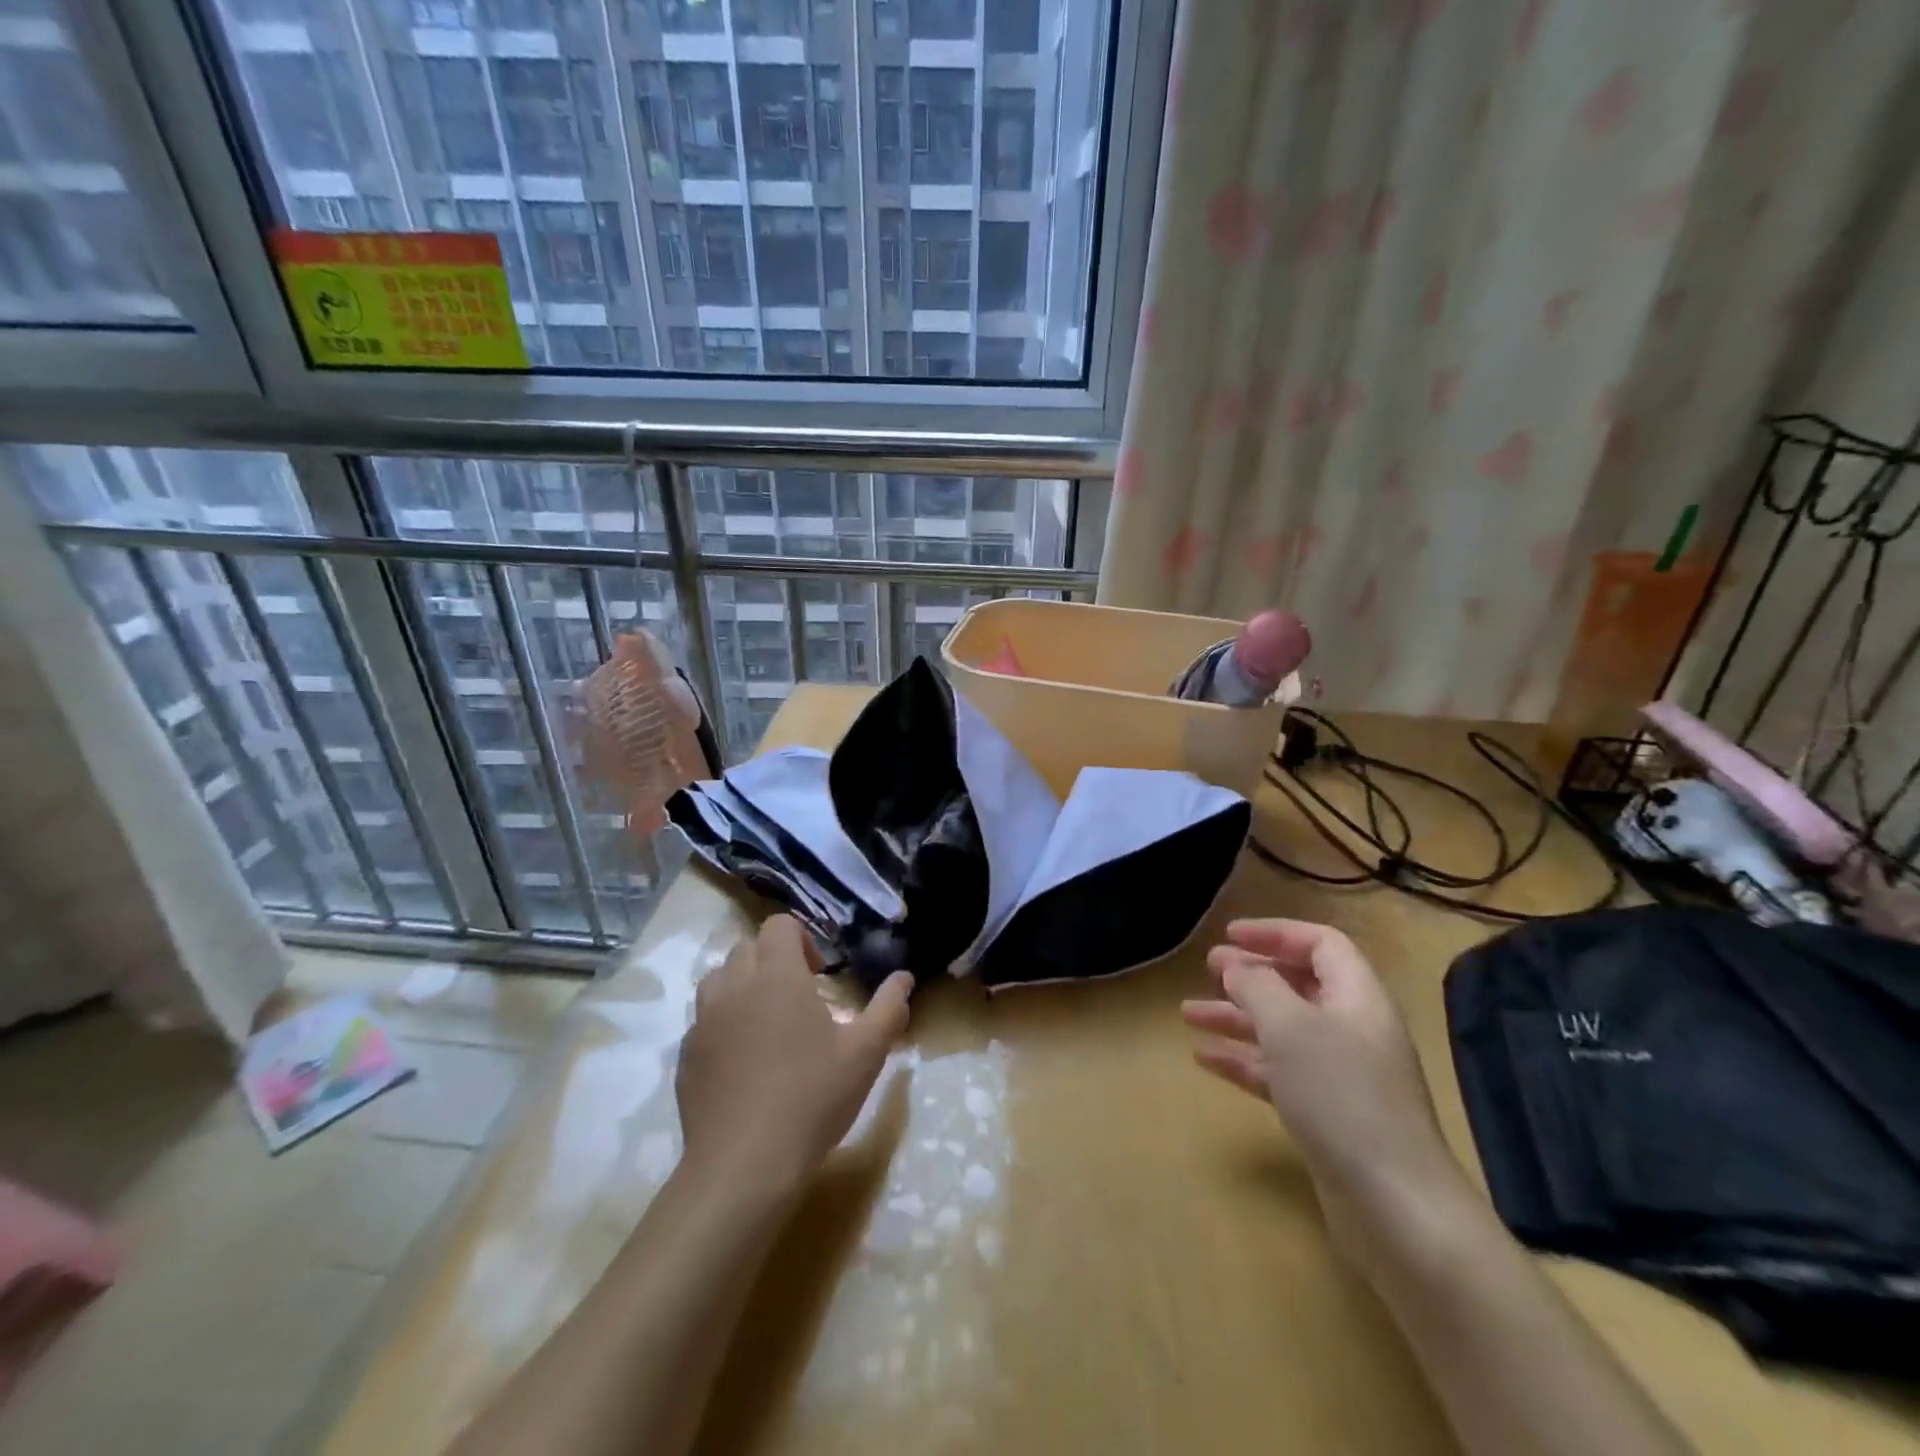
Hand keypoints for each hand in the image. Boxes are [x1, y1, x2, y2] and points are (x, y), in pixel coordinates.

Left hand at [677, 915, 912, 1196]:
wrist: (744, 1166)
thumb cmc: (812, 1098)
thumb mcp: (866, 1053)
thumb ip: (888, 1008)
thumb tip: (904, 977)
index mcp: (776, 976)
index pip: (779, 925)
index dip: (802, 940)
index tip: (819, 976)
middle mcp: (734, 987)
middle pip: (747, 947)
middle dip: (774, 961)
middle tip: (799, 998)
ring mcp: (703, 1022)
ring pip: (719, 980)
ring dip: (743, 987)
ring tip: (768, 1024)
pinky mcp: (685, 1057)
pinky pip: (703, 1022)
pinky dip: (723, 1025)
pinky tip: (744, 1063)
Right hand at [1182, 918, 1464, 1220]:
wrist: (1395, 1207)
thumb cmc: (1341, 1095)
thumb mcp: (1290, 1027)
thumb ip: (1257, 986)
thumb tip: (1236, 966)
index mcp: (1357, 998)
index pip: (1321, 944)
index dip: (1275, 933)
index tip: (1230, 935)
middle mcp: (1353, 1029)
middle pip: (1299, 986)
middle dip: (1251, 974)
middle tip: (1208, 968)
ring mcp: (1342, 1075)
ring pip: (1282, 1031)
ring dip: (1237, 1018)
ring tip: (1188, 1014)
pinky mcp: (1328, 1114)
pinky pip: (1279, 1072)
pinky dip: (1244, 1060)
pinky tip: (1205, 1059)